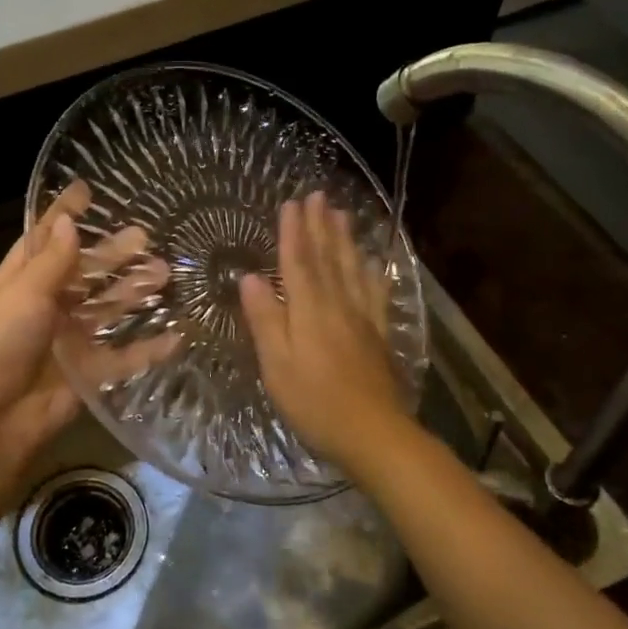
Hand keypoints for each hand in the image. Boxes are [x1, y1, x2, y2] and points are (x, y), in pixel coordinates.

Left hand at [0, 183, 176, 518]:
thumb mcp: (20, 294)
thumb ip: (51, 261)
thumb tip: (66, 222)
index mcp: (18, 282)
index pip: (44, 240)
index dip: (64, 216)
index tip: (88, 190)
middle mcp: (43, 308)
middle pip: (84, 274)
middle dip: (112, 255)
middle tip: (147, 236)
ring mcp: (66, 342)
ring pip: (106, 311)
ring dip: (134, 293)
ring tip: (168, 273)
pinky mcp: (86, 375)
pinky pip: (122, 358)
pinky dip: (147, 348)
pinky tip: (177, 335)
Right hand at [240, 192, 411, 472]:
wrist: (373, 433)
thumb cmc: (314, 402)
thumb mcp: (276, 365)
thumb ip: (264, 319)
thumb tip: (249, 277)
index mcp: (309, 310)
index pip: (298, 261)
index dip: (293, 230)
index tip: (291, 202)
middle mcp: (338, 305)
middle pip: (328, 257)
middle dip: (321, 225)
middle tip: (319, 195)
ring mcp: (362, 319)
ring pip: (352, 269)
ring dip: (345, 239)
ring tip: (342, 213)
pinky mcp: (378, 335)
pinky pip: (375, 293)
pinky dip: (372, 272)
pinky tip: (373, 262)